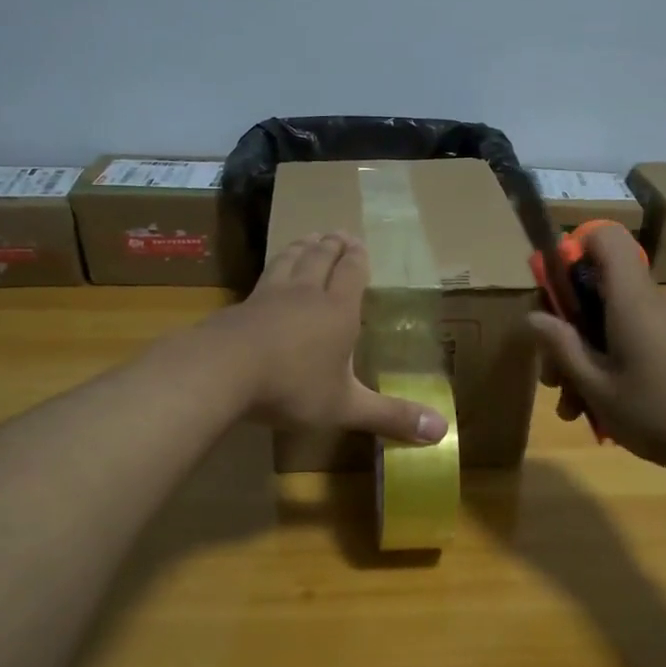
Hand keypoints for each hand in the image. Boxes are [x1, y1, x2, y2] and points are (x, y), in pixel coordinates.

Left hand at [215, 233, 448, 443]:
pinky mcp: (243, 304)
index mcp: (338, 310)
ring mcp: (271, 294)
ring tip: (309, 238)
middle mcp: (307, 293)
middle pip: (321, 258)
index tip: (360, 244)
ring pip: (291, 259)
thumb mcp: (345, 407)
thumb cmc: (292, 386)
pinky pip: (265, 276)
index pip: (351, 273)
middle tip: (339, 234)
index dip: (357, 258)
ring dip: (303, 246)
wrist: (223, 371)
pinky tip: (271, 273)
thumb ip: (391, 417)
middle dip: (333, 245)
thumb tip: (443, 432)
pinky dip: (275, 265)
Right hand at [526, 223, 665, 472]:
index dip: (574, 251)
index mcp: (632, 301)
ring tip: (573, 409)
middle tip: (553, 380)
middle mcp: (654, 301)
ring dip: (586, 358)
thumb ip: (562, 347)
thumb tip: (533, 316)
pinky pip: (636, 337)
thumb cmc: (658, 414)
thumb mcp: (597, 387)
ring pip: (613, 322)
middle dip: (567, 330)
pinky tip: (602, 408)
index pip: (606, 239)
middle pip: (599, 290)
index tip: (553, 293)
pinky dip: (613, 363)